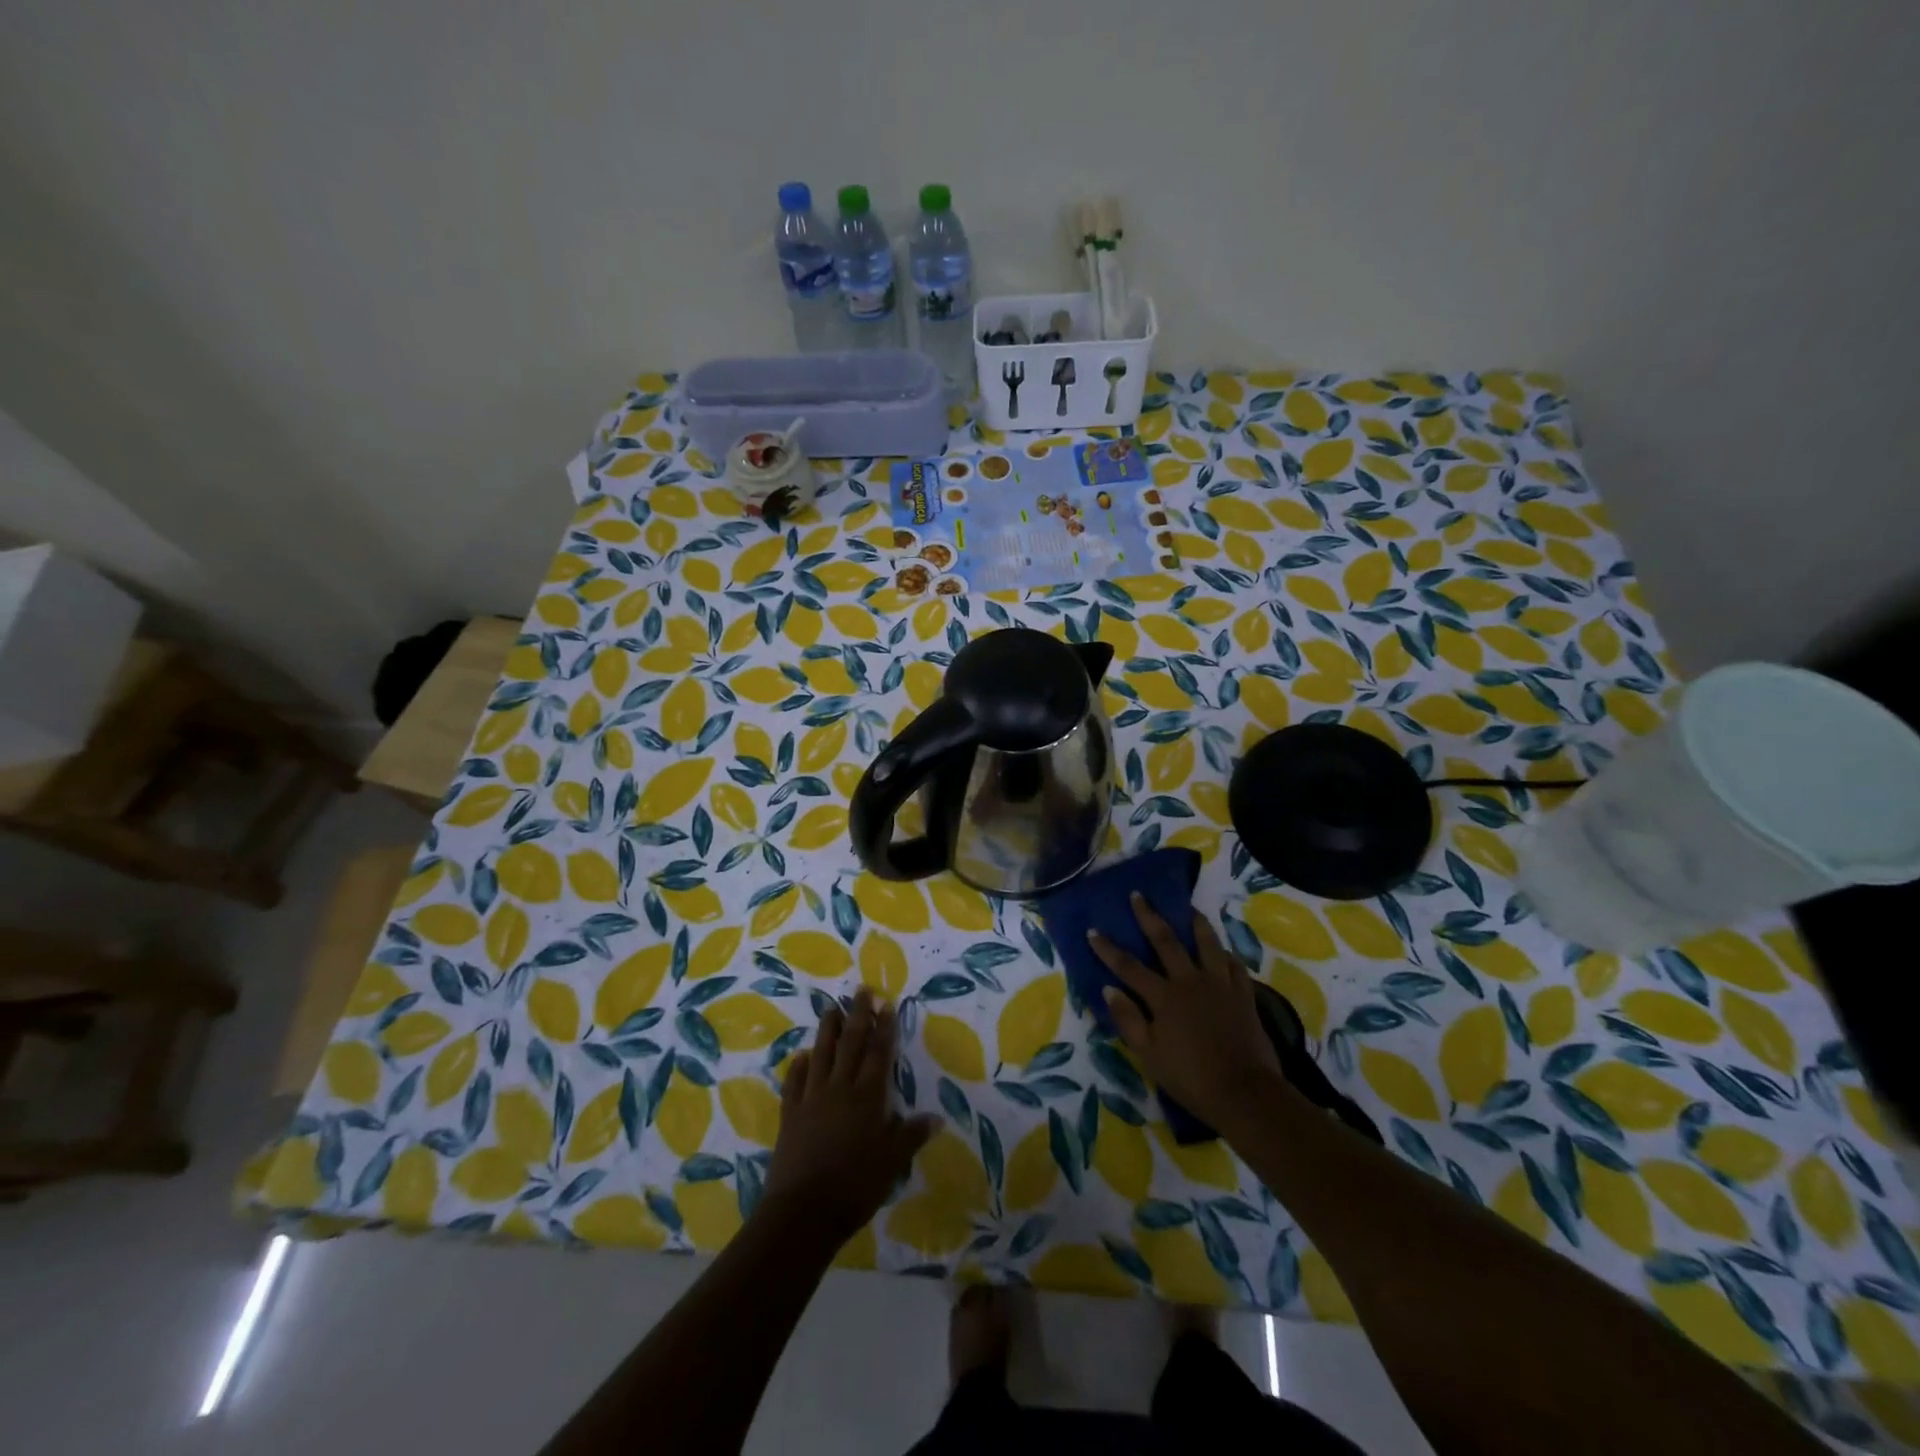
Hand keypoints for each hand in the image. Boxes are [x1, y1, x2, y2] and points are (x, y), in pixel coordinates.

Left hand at [761, 987, 936, 1246]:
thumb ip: (911, 1136)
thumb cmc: (854, 1187)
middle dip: (857, 1015)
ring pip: (821, 1055)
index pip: (878, 1054)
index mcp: (867, 1097)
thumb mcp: (891, 1163)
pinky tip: (801, 1056)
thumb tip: (936, 1117)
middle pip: (850, 1044)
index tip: (885, 1004)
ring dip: (827, 1030)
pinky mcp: (790, 1115)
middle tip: (860, 990)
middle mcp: (839, 1089)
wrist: (803, 1212)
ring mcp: (811, 1099)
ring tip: (831, 1008)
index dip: (883, 1028)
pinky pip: (795, 1083)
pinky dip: (799, 1067)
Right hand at [1088, 892, 1283, 1130]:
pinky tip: (1223, 950)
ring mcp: (1220, 985)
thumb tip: (1109, 988)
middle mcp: (1190, 981)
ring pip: (1207, 944)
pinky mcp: (1244, 995)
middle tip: (1139, 895)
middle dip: (1149, 917)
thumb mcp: (1149, 1055)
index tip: (1093, 930)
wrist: (1245, 1093)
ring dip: (1196, 923)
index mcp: (1163, 996)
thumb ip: (1128, 1020)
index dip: (1108, 948)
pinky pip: (1235, 966)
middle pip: (1166, 941)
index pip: (1128, 966)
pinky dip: (1226, 954)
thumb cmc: (1191, 1078)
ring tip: (1189, 908)